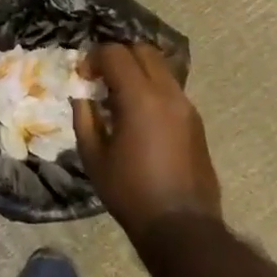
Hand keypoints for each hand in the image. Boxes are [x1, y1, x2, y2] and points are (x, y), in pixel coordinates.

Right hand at [72, 43, 222, 246]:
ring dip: (137, 71)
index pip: (115, 53)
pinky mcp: (195, 120)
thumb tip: (81, 95)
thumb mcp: (94, 156)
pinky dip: (152, 87)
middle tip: (101, 78)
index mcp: (139, 97)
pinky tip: (139, 115)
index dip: (93, 58)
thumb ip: (84, 117)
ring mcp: (186, 105)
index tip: (82, 77)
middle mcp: (167, 92)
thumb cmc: (130, 192)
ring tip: (119, 97)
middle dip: (118, 56)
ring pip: (160, 66)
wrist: (182, 226)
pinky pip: (170, 87)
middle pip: (142, 50)